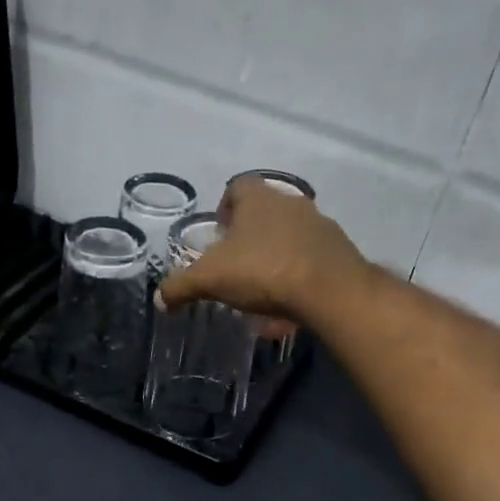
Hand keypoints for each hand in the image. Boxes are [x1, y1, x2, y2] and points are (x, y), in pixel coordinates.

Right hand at [157, 174, 370, 321]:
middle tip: (235, 268)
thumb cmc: (262, 271)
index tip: (217, 235)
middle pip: (265, 215)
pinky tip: (287, 312)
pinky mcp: (339, 253)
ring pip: (288, 241)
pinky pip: (310, 265)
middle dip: (249, 240)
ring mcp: (320, 226)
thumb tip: (160, 298)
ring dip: (274, 263)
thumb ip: (181, 286)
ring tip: (261, 297)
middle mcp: (291, 203)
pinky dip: (296, 283)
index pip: (237, 188)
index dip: (224, 208)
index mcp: (258, 199)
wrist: (329, 290)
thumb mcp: (210, 279)